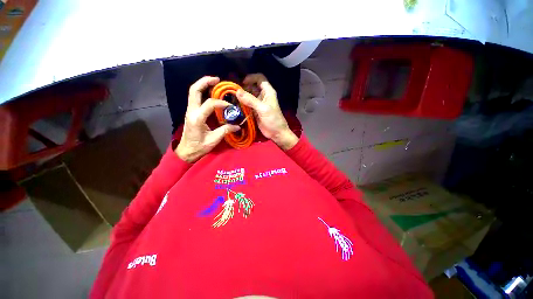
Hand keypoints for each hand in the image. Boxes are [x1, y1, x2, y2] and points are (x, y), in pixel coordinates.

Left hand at [176, 76, 240, 162]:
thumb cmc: (199, 147)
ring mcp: (190, 110)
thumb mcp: (213, 140)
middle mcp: (191, 111)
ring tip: (215, 83)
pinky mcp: (191, 112)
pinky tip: (211, 93)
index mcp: (197, 118)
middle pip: (194, 90)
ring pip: (193, 92)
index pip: (209, 103)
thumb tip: (237, 126)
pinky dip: (202, 92)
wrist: (186, 151)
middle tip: (217, 80)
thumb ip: (225, 130)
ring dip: (203, 85)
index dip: (221, 103)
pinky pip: (195, 98)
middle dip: (205, 82)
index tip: (231, 107)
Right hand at [236, 73, 298, 150]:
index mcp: (268, 92)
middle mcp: (263, 96)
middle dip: (244, 87)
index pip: (259, 79)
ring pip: (249, 96)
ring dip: (242, 96)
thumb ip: (251, 100)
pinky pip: (247, 105)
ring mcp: (258, 104)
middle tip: (233, 91)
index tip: (242, 83)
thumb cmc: (273, 120)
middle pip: (252, 87)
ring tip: (232, 97)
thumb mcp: (263, 109)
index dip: (251, 78)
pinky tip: (235, 105)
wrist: (276, 133)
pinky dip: (242, 104)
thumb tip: (237, 91)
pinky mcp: (255, 111)